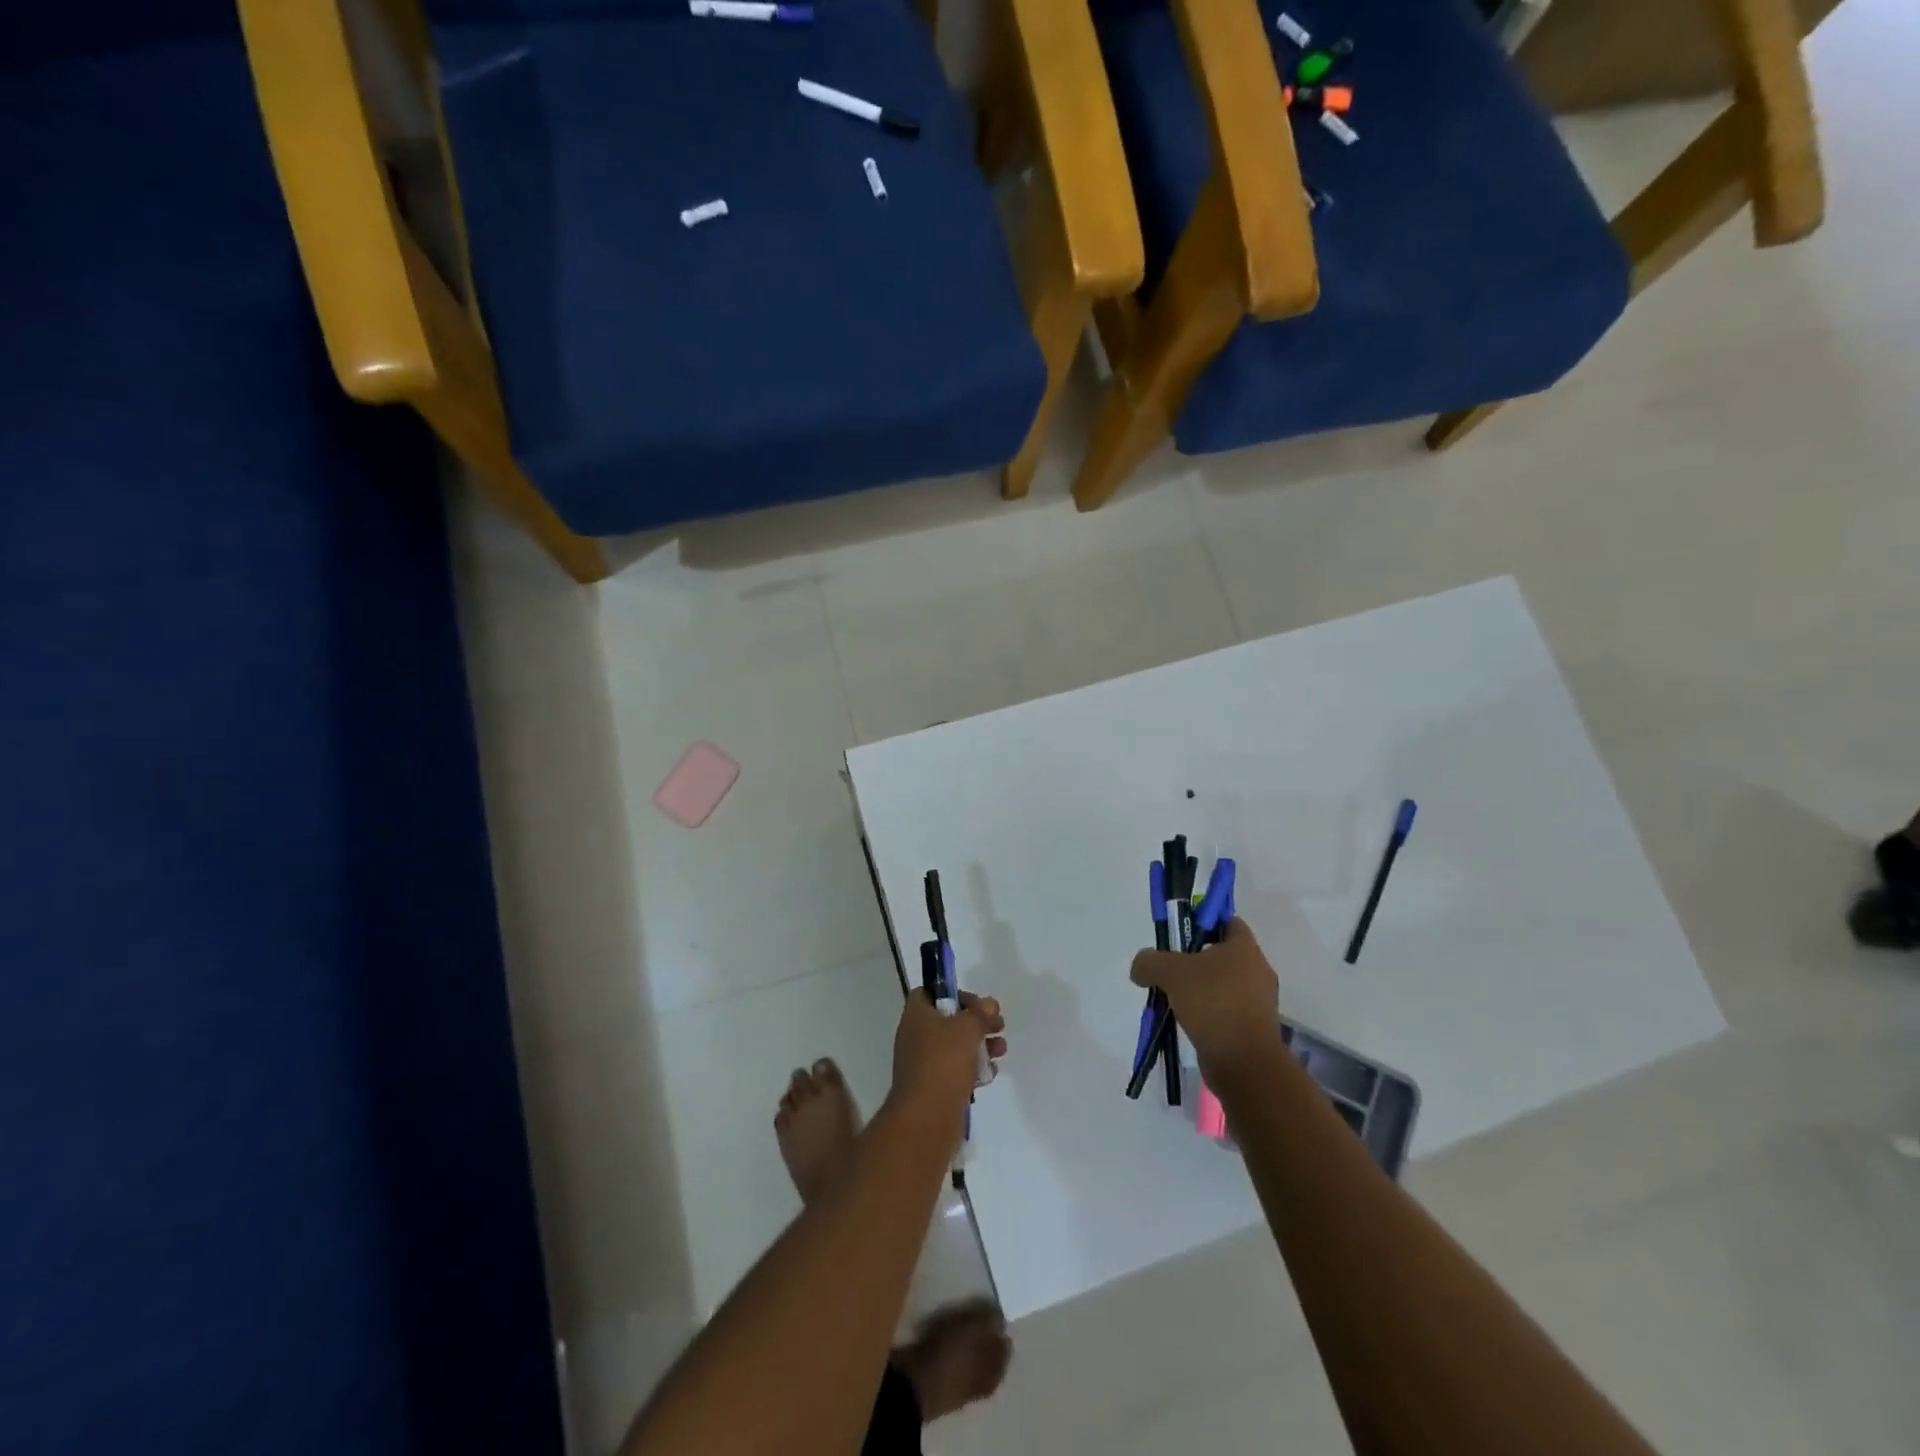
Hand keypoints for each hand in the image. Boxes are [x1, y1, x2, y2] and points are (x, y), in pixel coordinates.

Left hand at [890, 990, 1006, 1120]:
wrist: (927, 1118)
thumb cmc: (944, 1062)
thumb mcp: (967, 1028)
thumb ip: (980, 1013)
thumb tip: (989, 1004)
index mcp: (916, 1016)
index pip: (929, 993)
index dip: (952, 992)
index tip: (976, 1003)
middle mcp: (916, 1037)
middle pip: (948, 1020)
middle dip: (976, 1021)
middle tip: (998, 1026)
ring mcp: (924, 1064)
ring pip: (955, 1046)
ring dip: (980, 1045)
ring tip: (1001, 1050)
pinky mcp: (934, 1088)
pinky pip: (956, 1071)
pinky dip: (974, 1069)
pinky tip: (991, 1074)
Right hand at [1130, 918, 1282, 1079]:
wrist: (1244, 1063)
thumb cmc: (1212, 1003)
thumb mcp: (1170, 972)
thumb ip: (1149, 961)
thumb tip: (1140, 968)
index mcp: (1245, 948)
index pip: (1226, 921)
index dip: (1202, 922)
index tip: (1179, 935)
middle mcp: (1257, 970)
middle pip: (1221, 954)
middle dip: (1194, 960)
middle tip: (1169, 969)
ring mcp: (1258, 1001)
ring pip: (1222, 984)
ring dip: (1198, 989)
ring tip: (1173, 999)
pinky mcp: (1253, 1028)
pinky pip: (1225, 1010)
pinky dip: (1207, 1013)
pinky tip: (1186, 1021)